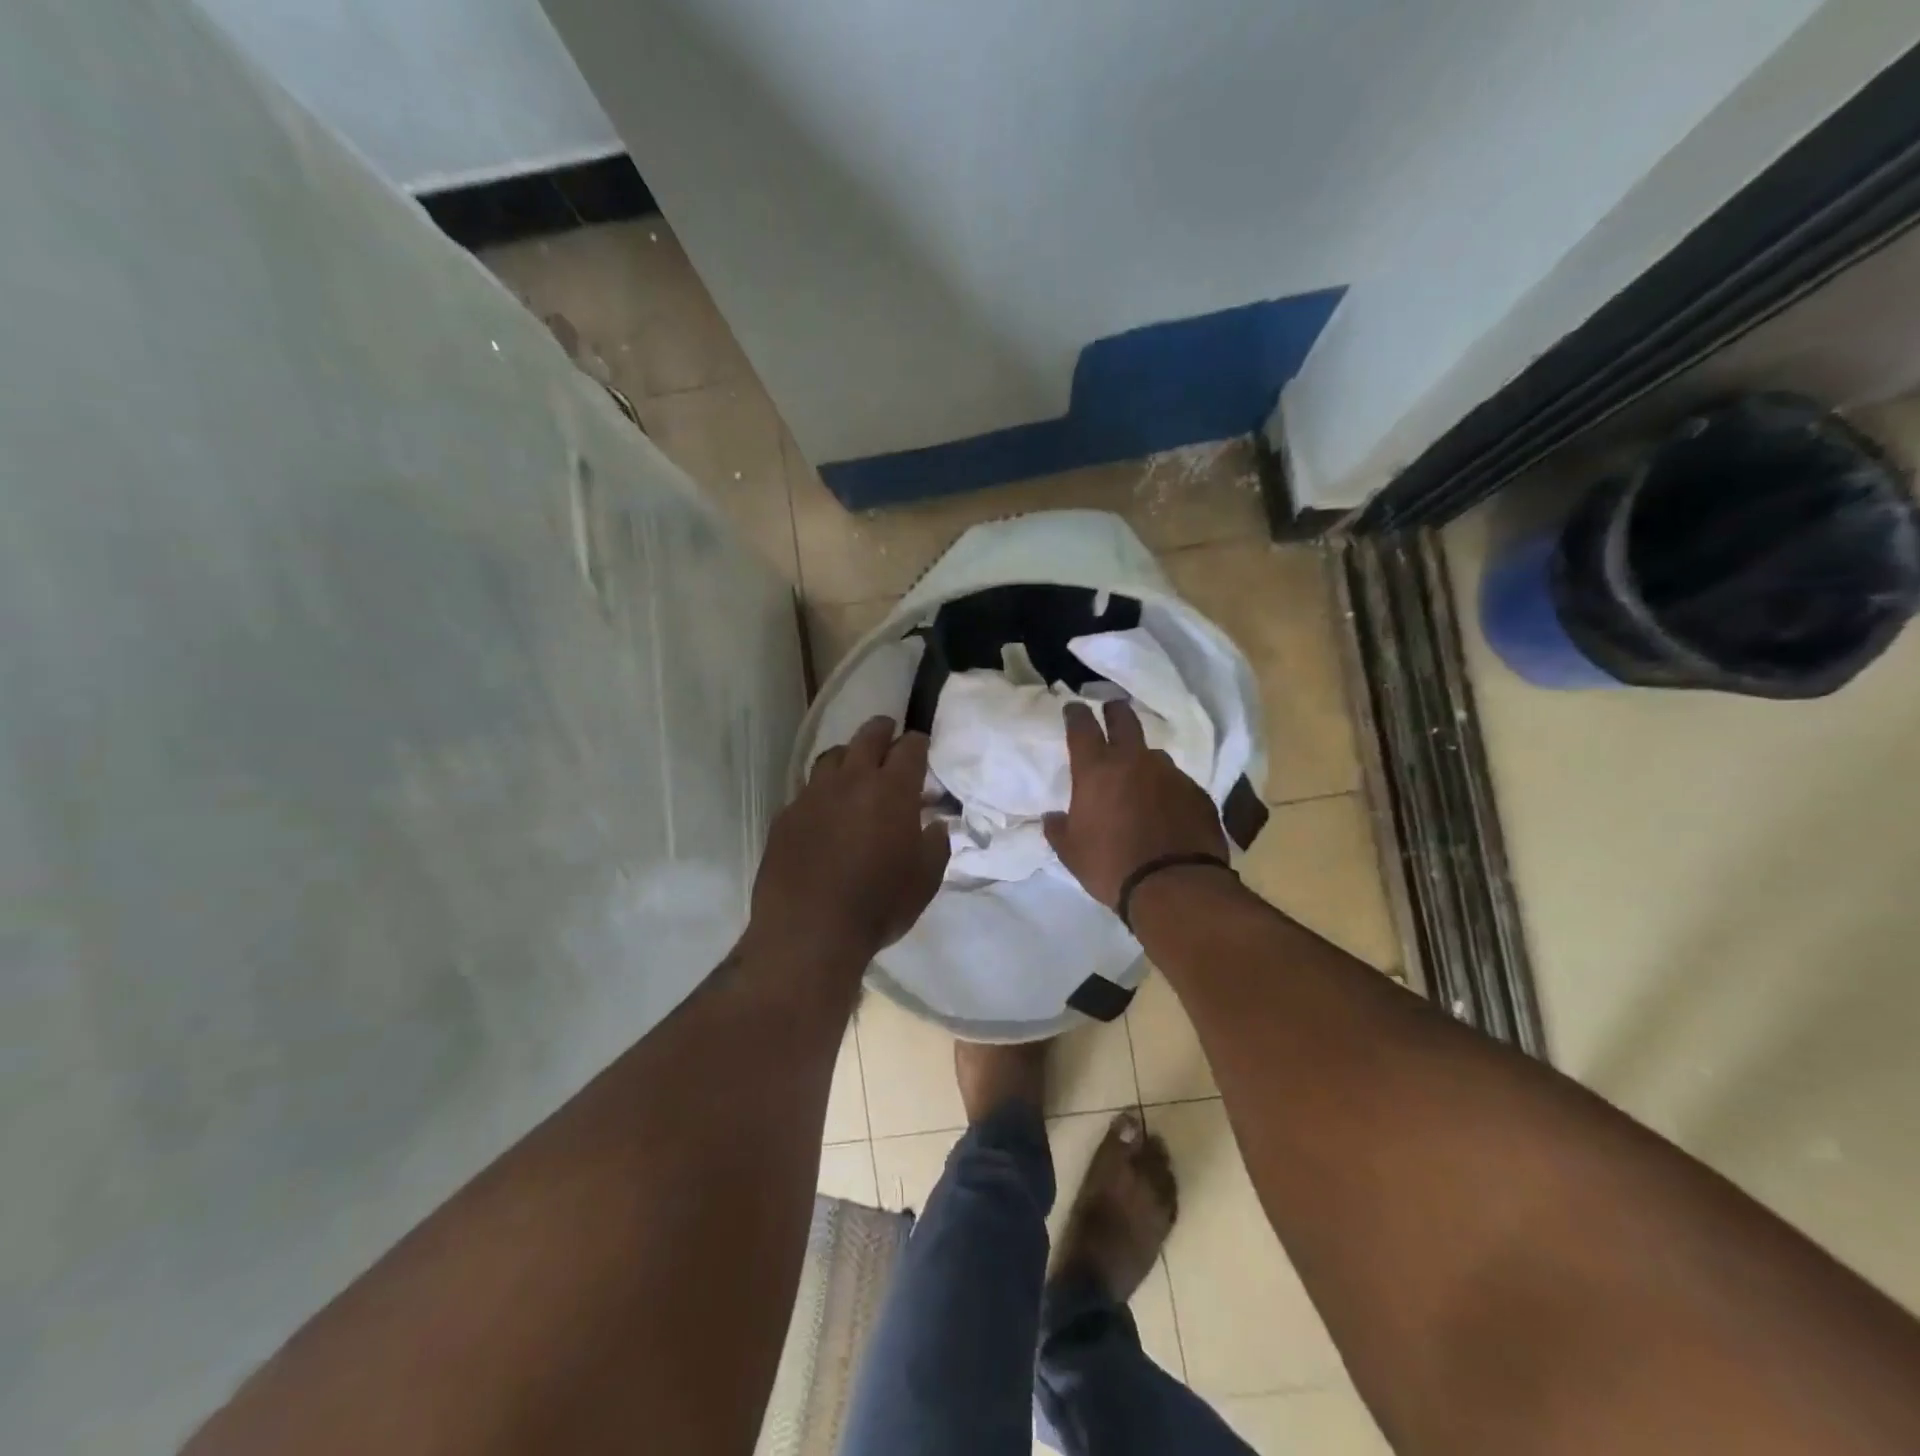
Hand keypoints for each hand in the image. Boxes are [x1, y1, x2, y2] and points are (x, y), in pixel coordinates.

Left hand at [749, 716, 948, 968]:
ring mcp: (813, 796)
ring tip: (853, 765)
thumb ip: (936, 844)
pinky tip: (824, 809)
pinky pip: (807, 790)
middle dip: (882, 729)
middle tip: (888, 730)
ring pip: (831, 757)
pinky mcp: (785, 816)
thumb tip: (934, 825)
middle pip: (867, 737)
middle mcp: (851, 781)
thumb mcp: (925, 880)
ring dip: (848, 755)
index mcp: (891, 790)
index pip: (909, 748)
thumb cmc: (878, 905)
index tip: (922, 746)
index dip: (918, 743)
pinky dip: (822, 791)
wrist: (809, 932)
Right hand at [1043, 700, 1228, 909]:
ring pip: (1154, 754)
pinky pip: (1177, 782)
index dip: (1076, 714)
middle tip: (1112, 712)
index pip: (1082, 727)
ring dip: (1144, 761)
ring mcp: (1170, 774)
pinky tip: (1166, 810)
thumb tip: (1053, 818)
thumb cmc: (1111, 866)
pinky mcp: (1197, 793)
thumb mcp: (1071, 853)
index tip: (1074, 708)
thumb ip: (1058, 829)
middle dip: (1115, 712)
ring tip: (1141, 780)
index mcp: (1097, 771)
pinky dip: (1167, 790)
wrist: (1175, 886)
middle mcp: (1134, 761)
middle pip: (1125, 719)